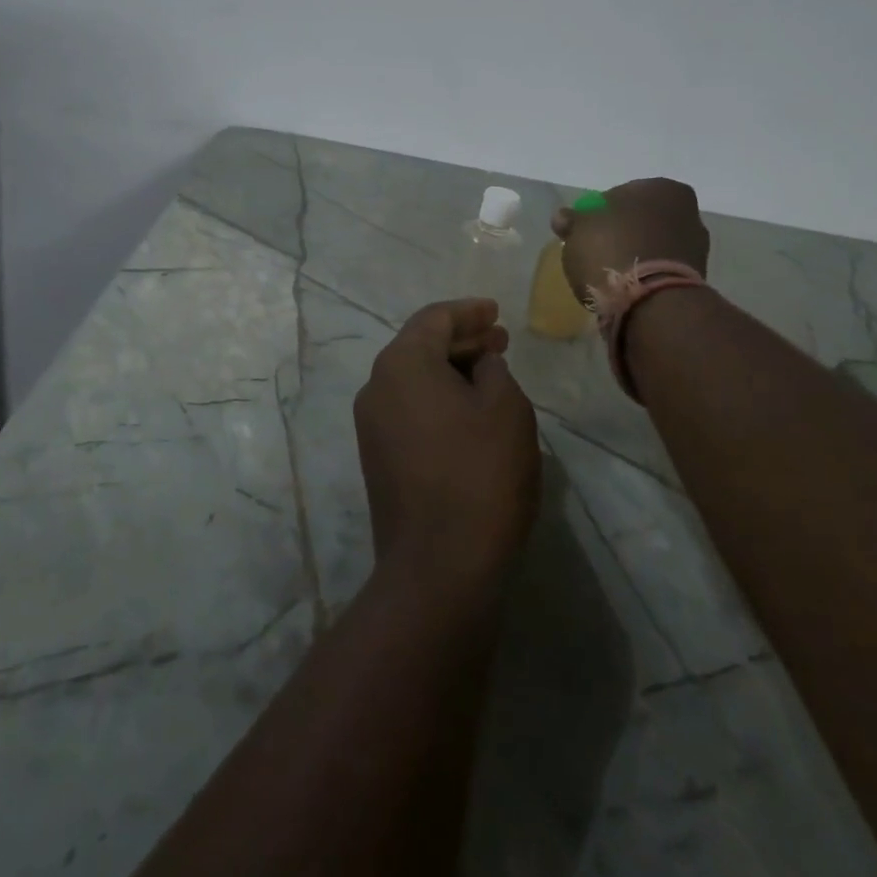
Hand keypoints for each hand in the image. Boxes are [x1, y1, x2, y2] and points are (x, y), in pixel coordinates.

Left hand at [353, 299, 541, 595]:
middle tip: (500, 341)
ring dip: (450, 370)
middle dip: (461, 340)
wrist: (438, 565)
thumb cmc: (480, 475)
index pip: (433, 319)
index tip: (496, 311)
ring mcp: (371, 424)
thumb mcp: (506, 409)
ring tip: (490, 373)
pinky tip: (468, 410)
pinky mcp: (376, 456)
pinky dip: (438, 398)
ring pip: (413, 379)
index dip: (468, 311)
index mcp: (402, 364)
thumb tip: (478, 364)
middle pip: (419, 346)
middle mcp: (376, 386)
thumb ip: (493, 369)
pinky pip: (408, 408)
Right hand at [552, 179, 711, 302]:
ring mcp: (695, 245)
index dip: (597, 214)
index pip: (619, 195)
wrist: (651, 303)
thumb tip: (564, 217)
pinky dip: (646, 274)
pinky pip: (661, 269)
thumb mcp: (578, 231)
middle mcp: (686, 211)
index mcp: (661, 188)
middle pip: (640, 220)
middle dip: (621, 233)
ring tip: (611, 275)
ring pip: (652, 245)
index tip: (584, 233)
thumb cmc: (612, 251)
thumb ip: (572, 220)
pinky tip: (628, 288)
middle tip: (596, 253)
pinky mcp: (695, 278)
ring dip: (635, 254)